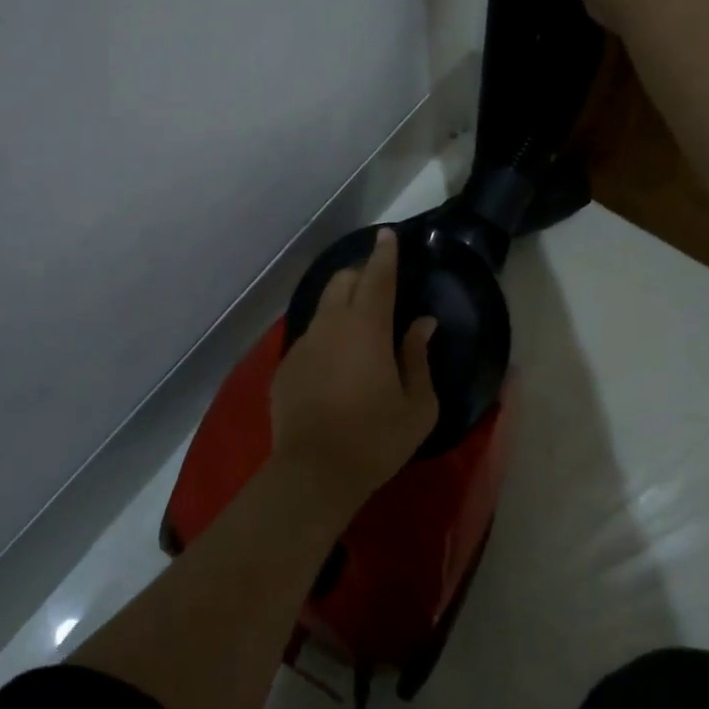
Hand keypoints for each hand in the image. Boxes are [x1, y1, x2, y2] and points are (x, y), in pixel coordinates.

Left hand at [270, 228, 438, 513]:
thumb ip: (419, 357)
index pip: (377, 276)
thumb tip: (422, 324)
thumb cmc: (376, 439)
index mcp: (366, 327)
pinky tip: (336, 366)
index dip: (384, 253)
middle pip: (342, 280)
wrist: (313, 473)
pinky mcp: (286, 365)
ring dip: (342, 305)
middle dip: (360, 274)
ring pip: (323, 307)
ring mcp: (304, 343)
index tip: (387, 235)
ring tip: (358, 327)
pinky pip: (311, 337)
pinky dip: (327, 337)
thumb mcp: (417, 405)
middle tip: (378, 287)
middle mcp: (331, 325)